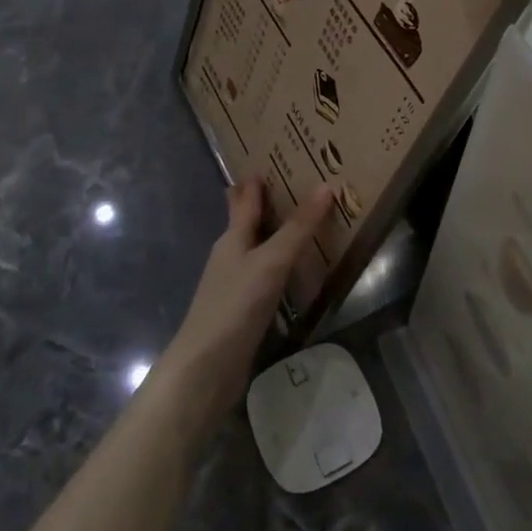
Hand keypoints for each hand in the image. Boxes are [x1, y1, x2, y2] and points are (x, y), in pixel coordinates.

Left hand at [151, 178, 333, 430]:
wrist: (206, 368)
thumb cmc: (236, 304)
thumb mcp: (272, 260)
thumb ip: (299, 227)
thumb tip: (326, 186)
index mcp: (233, 238)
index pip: (245, 201)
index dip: (254, 182)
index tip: (264, 162)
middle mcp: (230, 256)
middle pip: (244, 223)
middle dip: (258, 204)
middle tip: (281, 184)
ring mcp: (233, 285)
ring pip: (254, 250)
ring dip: (271, 235)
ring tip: (295, 224)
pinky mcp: (241, 312)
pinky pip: (262, 277)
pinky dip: (276, 267)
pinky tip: (289, 273)